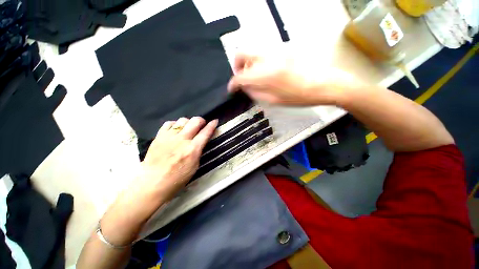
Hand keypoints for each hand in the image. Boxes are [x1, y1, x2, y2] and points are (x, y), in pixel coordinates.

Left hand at [140, 117, 217, 200]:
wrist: (153, 182)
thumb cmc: (177, 178)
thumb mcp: (195, 166)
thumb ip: (199, 151)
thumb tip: (201, 141)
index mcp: (193, 149)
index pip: (205, 132)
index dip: (212, 125)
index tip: (215, 121)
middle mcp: (182, 140)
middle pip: (195, 121)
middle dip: (201, 120)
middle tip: (202, 124)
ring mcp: (169, 137)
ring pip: (183, 120)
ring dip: (189, 122)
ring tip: (188, 128)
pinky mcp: (159, 136)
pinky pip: (169, 123)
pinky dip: (175, 124)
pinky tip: (176, 130)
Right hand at [227, 53, 361, 105]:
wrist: (322, 84)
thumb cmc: (298, 96)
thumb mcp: (273, 101)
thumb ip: (255, 93)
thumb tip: (245, 88)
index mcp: (265, 75)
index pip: (240, 76)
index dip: (233, 83)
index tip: (231, 89)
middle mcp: (267, 58)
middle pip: (241, 53)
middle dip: (237, 67)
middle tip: (241, 79)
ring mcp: (275, 50)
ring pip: (251, 52)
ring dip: (247, 64)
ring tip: (254, 77)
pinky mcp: (281, 49)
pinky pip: (262, 53)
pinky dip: (257, 62)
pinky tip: (264, 72)